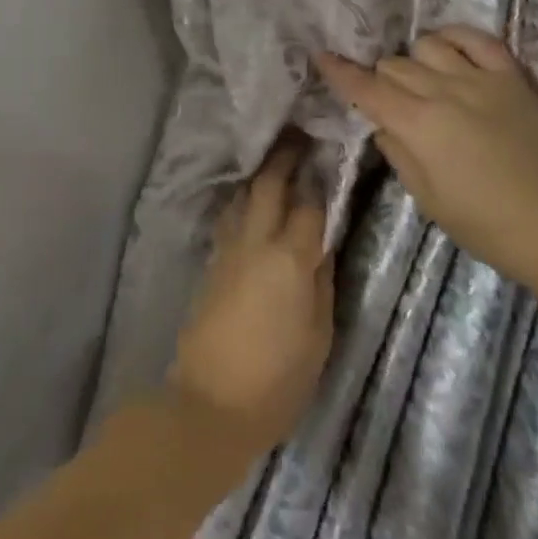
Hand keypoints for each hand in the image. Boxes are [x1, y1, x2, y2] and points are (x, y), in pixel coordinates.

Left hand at [168, 146, 334, 459]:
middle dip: (284, 156)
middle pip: (269, 184)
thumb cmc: (278, 380)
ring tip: (275, 158)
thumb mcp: (319, 336)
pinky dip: (244, 198)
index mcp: (290, 258)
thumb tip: (322, 246)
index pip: (309, 204)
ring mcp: (229, 249)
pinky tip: (251, 198)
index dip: (319, 178)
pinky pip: (230, 216)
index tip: (327, 153)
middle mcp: (257, 241)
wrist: (210, 404)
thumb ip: (322, 283)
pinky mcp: (212, 262)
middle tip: (298, 134)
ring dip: (260, 172)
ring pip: (243, 195)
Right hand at [314, 27, 537, 296]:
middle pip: (394, 65)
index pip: (367, 88)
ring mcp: (481, 80)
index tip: (322, 56)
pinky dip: (456, 37)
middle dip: (381, 78)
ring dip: (415, 59)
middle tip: (388, 100)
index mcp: (419, 125)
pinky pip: (478, 38)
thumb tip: (382, 123)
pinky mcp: (512, 78)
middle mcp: (445, 92)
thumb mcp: (427, 199)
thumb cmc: (485, 225)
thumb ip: (398, 153)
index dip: (340, 72)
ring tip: (422, 79)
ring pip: (428, 45)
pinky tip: (449, 48)